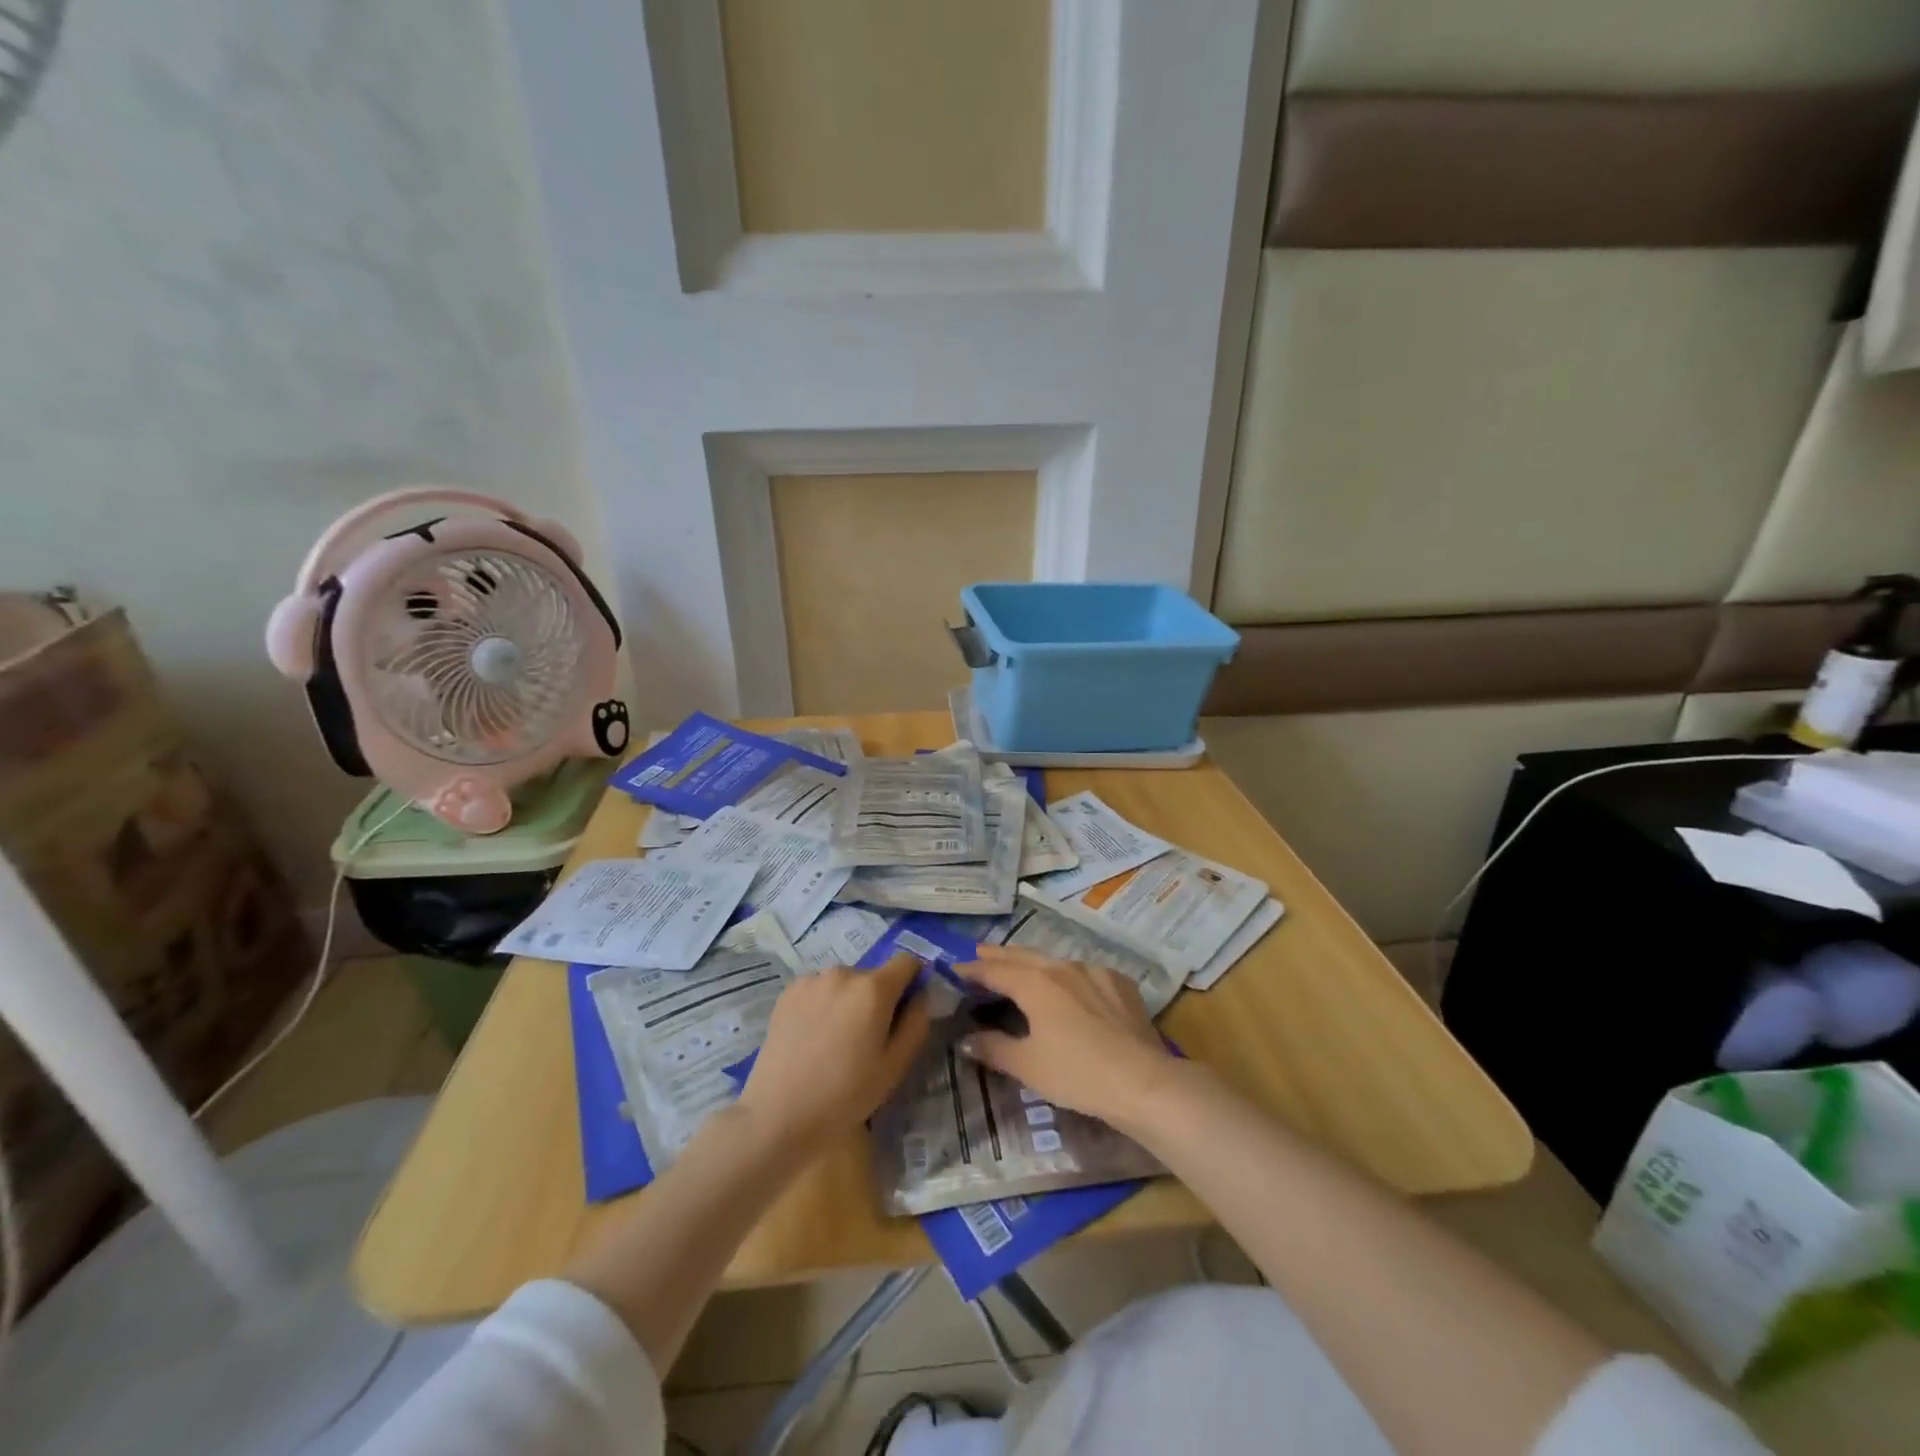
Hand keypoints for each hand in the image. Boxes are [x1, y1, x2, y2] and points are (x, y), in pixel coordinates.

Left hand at [737, 952, 930, 1151]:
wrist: (779, 1115)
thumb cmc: (845, 1095)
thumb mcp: (895, 1066)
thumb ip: (916, 1023)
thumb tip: (920, 996)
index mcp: (874, 988)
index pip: (907, 961)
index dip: (912, 981)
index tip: (905, 1009)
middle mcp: (844, 973)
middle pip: (873, 975)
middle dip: (877, 998)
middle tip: (867, 1038)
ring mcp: (812, 979)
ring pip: (845, 983)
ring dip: (849, 1000)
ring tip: (835, 1040)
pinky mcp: (788, 991)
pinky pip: (819, 989)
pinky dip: (823, 1004)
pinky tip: (813, 1037)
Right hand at [954, 944, 1183, 1132]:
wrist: (1142, 1081)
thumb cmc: (1077, 1074)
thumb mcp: (1027, 1066)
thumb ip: (993, 1049)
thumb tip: (965, 1040)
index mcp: (1035, 983)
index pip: (994, 970)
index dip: (972, 970)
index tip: (954, 969)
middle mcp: (1062, 967)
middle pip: (1023, 956)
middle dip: (999, 955)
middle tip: (980, 952)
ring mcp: (1094, 971)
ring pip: (1054, 960)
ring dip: (1033, 962)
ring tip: (1021, 967)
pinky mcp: (1119, 983)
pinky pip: (1084, 972)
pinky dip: (1067, 975)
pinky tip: (1070, 986)